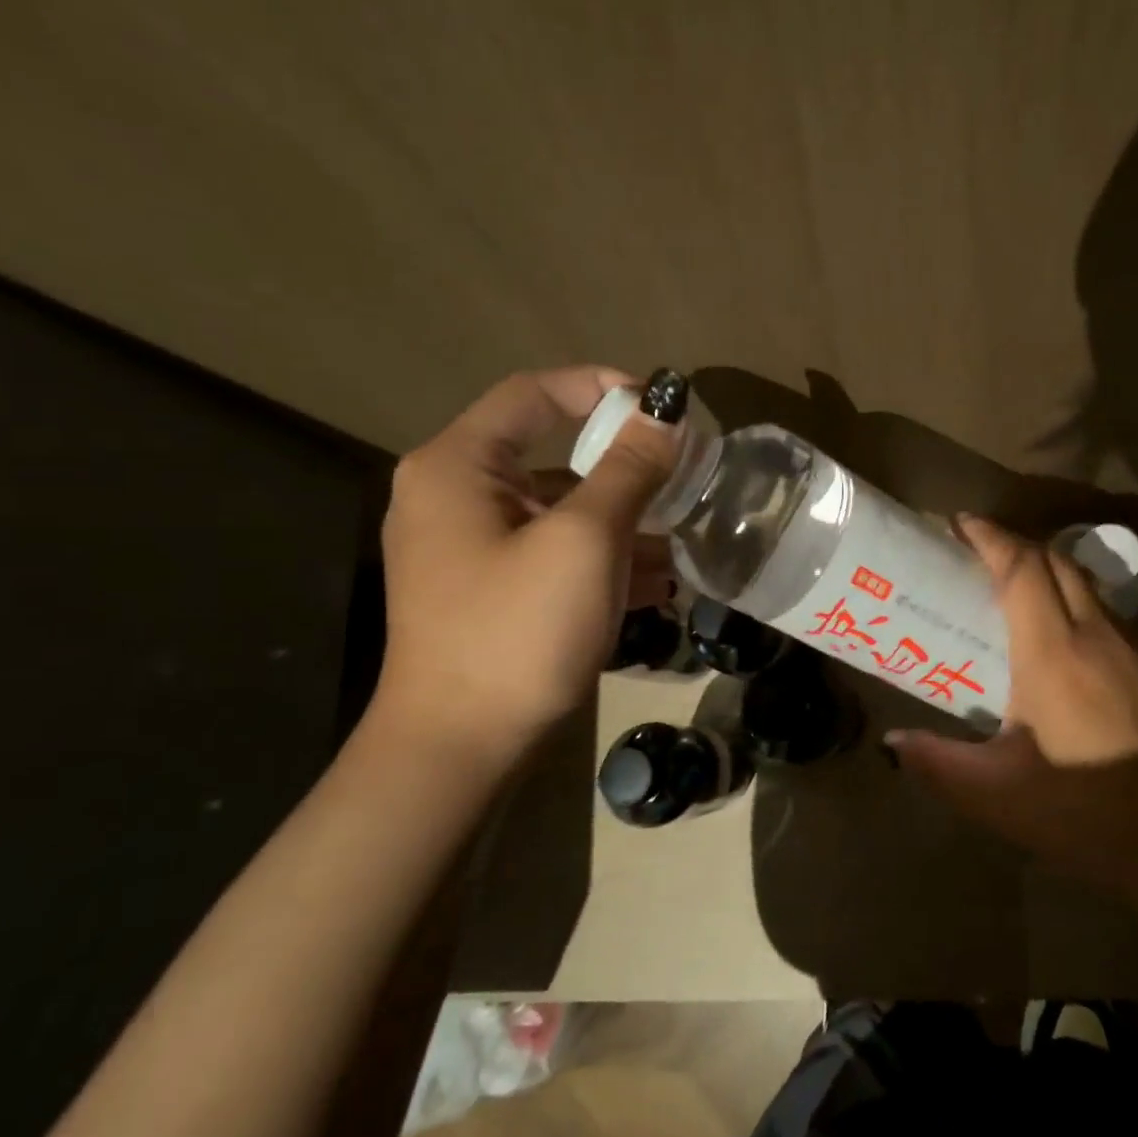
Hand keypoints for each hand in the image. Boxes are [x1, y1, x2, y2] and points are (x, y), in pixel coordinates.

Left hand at [369, 368, 678, 769]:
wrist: (462, 748)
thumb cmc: (518, 630)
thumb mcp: (585, 541)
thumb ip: (629, 470)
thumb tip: (666, 412)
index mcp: (458, 467)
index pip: (533, 394)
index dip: (599, 388)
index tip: (659, 408)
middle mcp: (455, 497)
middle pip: (551, 457)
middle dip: (624, 471)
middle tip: (683, 480)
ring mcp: (470, 550)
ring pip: (559, 512)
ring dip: (622, 522)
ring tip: (681, 543)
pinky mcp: (490, 592)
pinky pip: (553, 554)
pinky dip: (602, 560)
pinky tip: (657, 585)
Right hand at [889, 516, 1137, 895]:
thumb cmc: (1088, 811)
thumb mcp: (998, 795)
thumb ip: (938, 764)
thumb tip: (892, 742)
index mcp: (1053, 652)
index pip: (1022, 568)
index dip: (991, 537)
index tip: (960, 524)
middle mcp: (1095, 633)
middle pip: (1056, 561)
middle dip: (1015, 544)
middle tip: (976, 554)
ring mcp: (1132, 648)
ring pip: (1086, 582)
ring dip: (1047, 569)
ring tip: (1011, 589)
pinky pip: (1105, 610)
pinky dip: (1073, 598)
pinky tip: (1058, 638)